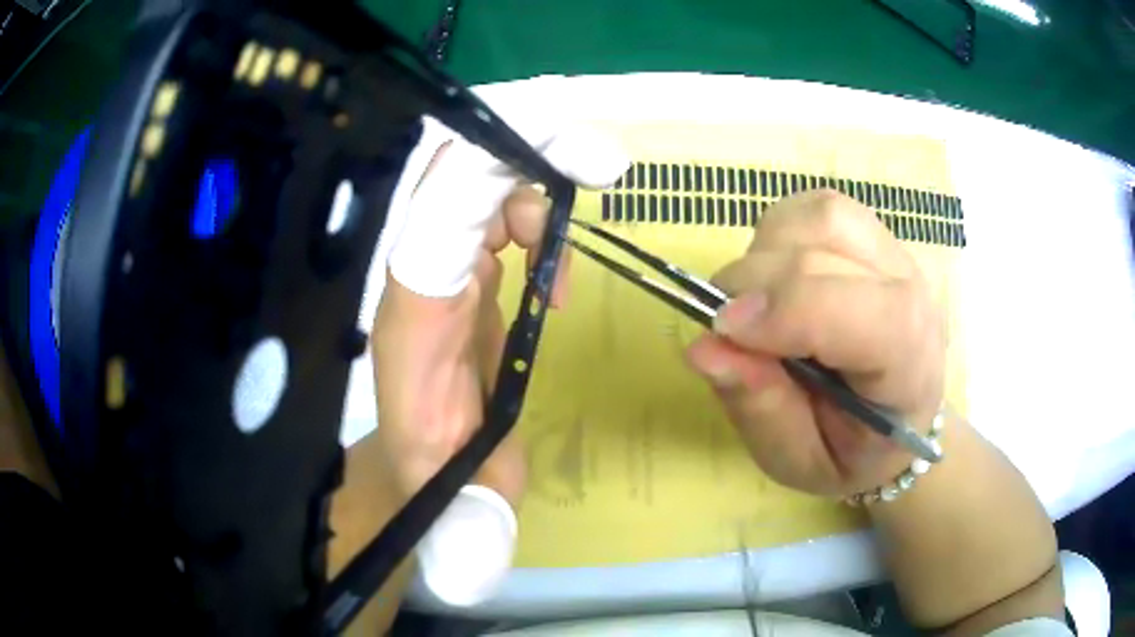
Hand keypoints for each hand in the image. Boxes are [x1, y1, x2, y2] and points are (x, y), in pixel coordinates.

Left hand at [369, 116, 627, 604]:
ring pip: (478, 179)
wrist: (417, 454)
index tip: (575, 166)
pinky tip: (553, 262)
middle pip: (457, 175)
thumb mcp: (456, 504)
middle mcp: (419, 271)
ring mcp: (439, 260)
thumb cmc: (435, 473)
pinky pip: (495, 207)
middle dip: (529, 149)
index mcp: (413, 315)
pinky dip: (536, 212)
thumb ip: (467, 528)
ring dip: (537, 180)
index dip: (492, 180)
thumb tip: (472, 577)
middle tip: (601, 160)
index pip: (437, 220)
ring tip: (578, 223)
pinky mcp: (461, 263)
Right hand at [685, 190, 945, 497]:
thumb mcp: (800, 461)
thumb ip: (760, 409)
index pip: (867, 313)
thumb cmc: (853, 452)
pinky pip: (817, 209)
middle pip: (828, 250)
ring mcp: (895, 255)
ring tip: (758, 304)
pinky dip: (781, 234)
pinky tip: (779, 278)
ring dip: (768, 252)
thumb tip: (704, 347)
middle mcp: (912, 294)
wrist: (898, 421)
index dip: (792, 308)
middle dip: (756, 283)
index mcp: (909, 366)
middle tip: (726, 329)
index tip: (723, 329)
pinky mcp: (874, 235)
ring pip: (821, 215)